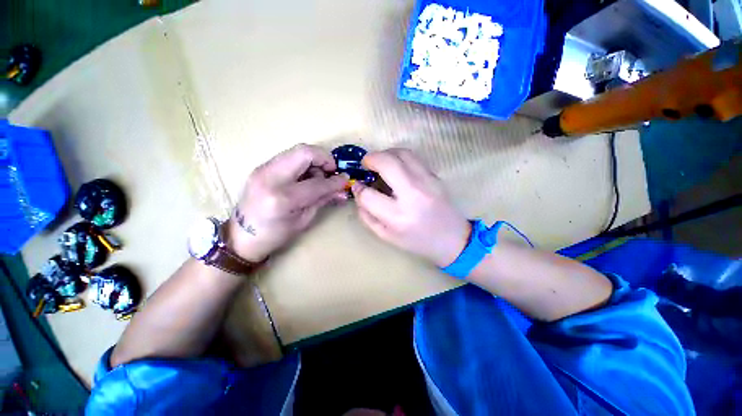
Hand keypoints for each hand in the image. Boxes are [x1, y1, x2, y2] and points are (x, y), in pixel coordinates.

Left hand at [227, 144, 348, 261]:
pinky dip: (303, 163)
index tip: (345, 180)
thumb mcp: (304, 219)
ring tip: (319, 176)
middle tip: (332, 171)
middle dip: (324, 158)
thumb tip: (342, 188)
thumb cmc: (276, 234)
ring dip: (314, 160)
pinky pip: (289, 157)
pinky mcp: (262, 167)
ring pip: (296, 151)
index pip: (317, 183)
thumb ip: (324, 199)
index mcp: (283, 198)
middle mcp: (271, 178)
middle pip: (304, 152)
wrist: (241, 236)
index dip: (335, 181)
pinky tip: (306, 176)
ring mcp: (263, 169)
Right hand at [352, 149, 470, 267]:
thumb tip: (359, 192)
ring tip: (380, 163)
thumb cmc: (417, 241)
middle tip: (366, 164)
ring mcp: (427, 181)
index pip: (368, 195)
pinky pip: (413, 157)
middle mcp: (413, 195)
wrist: (452, 238)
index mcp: (398, 216)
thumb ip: (367, 215)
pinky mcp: (435, 176)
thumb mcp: (386, 236)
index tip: (357, 186)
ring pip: (402, 153)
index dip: (358, 189)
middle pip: (387, 163)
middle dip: (371, 159)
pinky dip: (399, 156)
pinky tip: (396, 167)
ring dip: (386, 153)